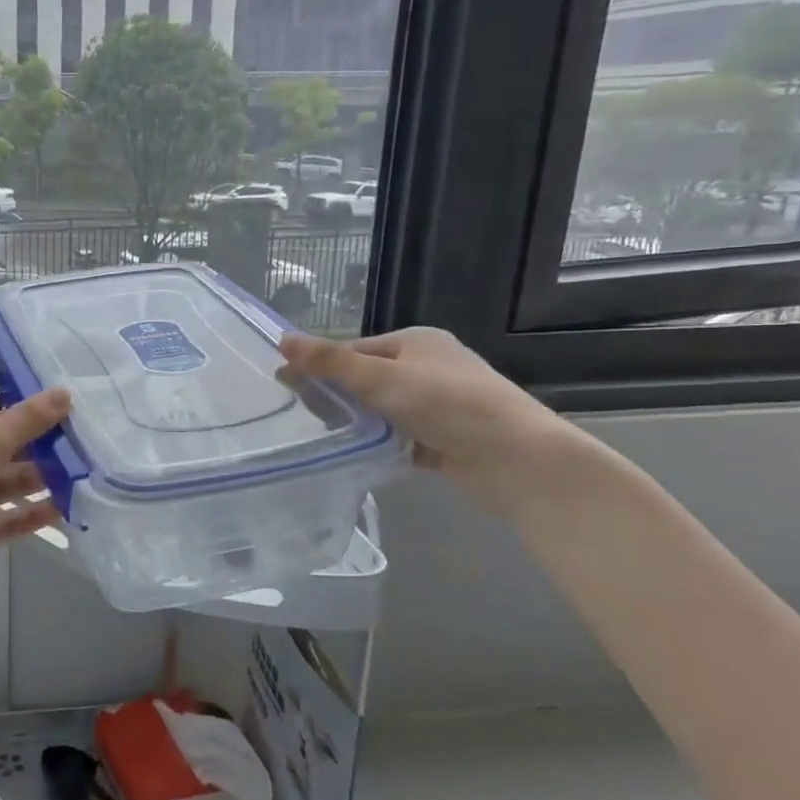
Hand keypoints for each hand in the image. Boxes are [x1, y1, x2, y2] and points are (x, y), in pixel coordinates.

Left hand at [0, 389, 71, 615]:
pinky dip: (26, 517)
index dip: (13, 418)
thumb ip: (26, 421)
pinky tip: (61, 513)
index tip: (52, 421)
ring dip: (34, 485)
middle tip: (77, 451)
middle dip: (32, 453)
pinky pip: (0, 523)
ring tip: (78, 480)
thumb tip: (65, 393)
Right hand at [278, 328, 579, 515]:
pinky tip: (355, 454)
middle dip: (336, 396)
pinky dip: (378, 444)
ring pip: (380, 410)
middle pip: (365, 379)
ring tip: (325, 436)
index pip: (354, 349)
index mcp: (416, 342)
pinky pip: (397, 437)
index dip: (321, 366)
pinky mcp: (443, 439)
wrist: (517, 460)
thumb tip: (282, 339)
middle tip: (305, 416)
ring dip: (356, 422)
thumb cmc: (447, 404)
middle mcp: (427, 368)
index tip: (287, 386)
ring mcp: (437, 405)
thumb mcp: (381, 378)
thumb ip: (330, 362)